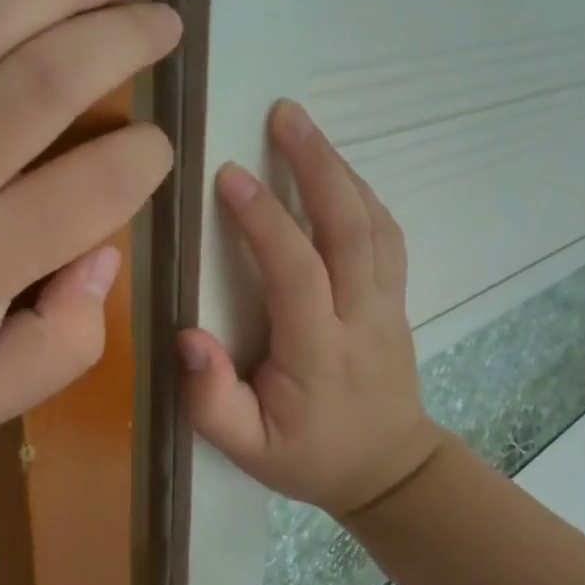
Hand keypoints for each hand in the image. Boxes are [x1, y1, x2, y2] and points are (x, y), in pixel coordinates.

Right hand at [179, 101, 446, 516]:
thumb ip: (211, 399)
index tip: (228, 175)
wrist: (389, 470)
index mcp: (318, 351)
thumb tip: (187, 336)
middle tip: (284, 114)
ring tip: (304, 128)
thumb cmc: (308, 457)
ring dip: (341, 169)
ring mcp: (387, 304)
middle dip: (317, 165)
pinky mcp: (396, 298)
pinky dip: (362, 193)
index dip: (264, 220)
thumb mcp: (246, 450)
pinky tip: (337, 171)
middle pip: (350, 228)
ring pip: (374, 224)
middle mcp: (361, 317)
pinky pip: (387, 235)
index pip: (295, 272)